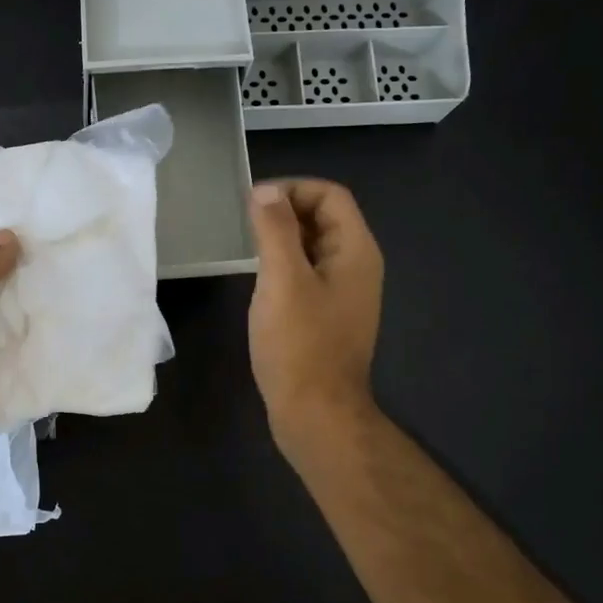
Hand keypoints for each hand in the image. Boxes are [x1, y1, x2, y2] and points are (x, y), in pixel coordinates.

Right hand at [247, 180, 383, 458]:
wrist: (315, 413)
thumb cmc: (299, 345)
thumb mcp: (283, 280)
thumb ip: (275, 231)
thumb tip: (265, 191)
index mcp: (356, 252)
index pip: (330, 196)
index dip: (293, 189)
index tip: (253, 202)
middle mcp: (357, 267)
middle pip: (325, 218)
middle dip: (286, 211)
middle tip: (245, 223)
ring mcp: (344, 294)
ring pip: (315, 248)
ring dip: (283, 238)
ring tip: (247, 246)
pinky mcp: (328, 317)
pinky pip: (308, 275)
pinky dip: (285, 265)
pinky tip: (260, 280)